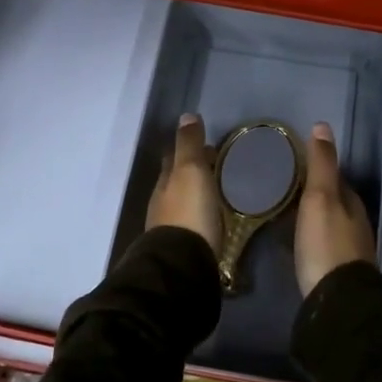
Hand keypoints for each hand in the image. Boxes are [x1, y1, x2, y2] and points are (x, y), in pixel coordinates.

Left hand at [147, 114, 221, 253]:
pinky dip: (200, 217)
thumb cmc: (189, 212)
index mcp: (165, 182)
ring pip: (183, 203)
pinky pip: (192, 224)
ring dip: (196, 196)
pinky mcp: (182, 249)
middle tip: (217, 169)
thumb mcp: (191, 171)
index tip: (210, 148)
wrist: (182, 265)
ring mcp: (169, 228)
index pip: (174, 158)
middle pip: (176, 182)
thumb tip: (186, 116)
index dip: (189, 150)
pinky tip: (212, 221)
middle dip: (193, 173)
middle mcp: (163, 203)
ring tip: (218, 194)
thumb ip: (189, 145)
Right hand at [295, 121, 375, 296]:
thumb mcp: (320, 197)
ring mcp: (350, 250)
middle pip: (334, 202)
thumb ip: (321, 164)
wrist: (338, 301)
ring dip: (312, 218)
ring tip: (286, 215)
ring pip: (329, 224)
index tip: (295, 167)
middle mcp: (356, 224)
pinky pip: (323, 246)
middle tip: (285, 190)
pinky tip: (296, 245)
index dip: (318, 170)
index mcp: (351, 202)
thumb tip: (323, 125)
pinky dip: (311, 240)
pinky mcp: (339, 273)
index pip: (336, 178)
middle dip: (314, 195)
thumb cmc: (326, 243)